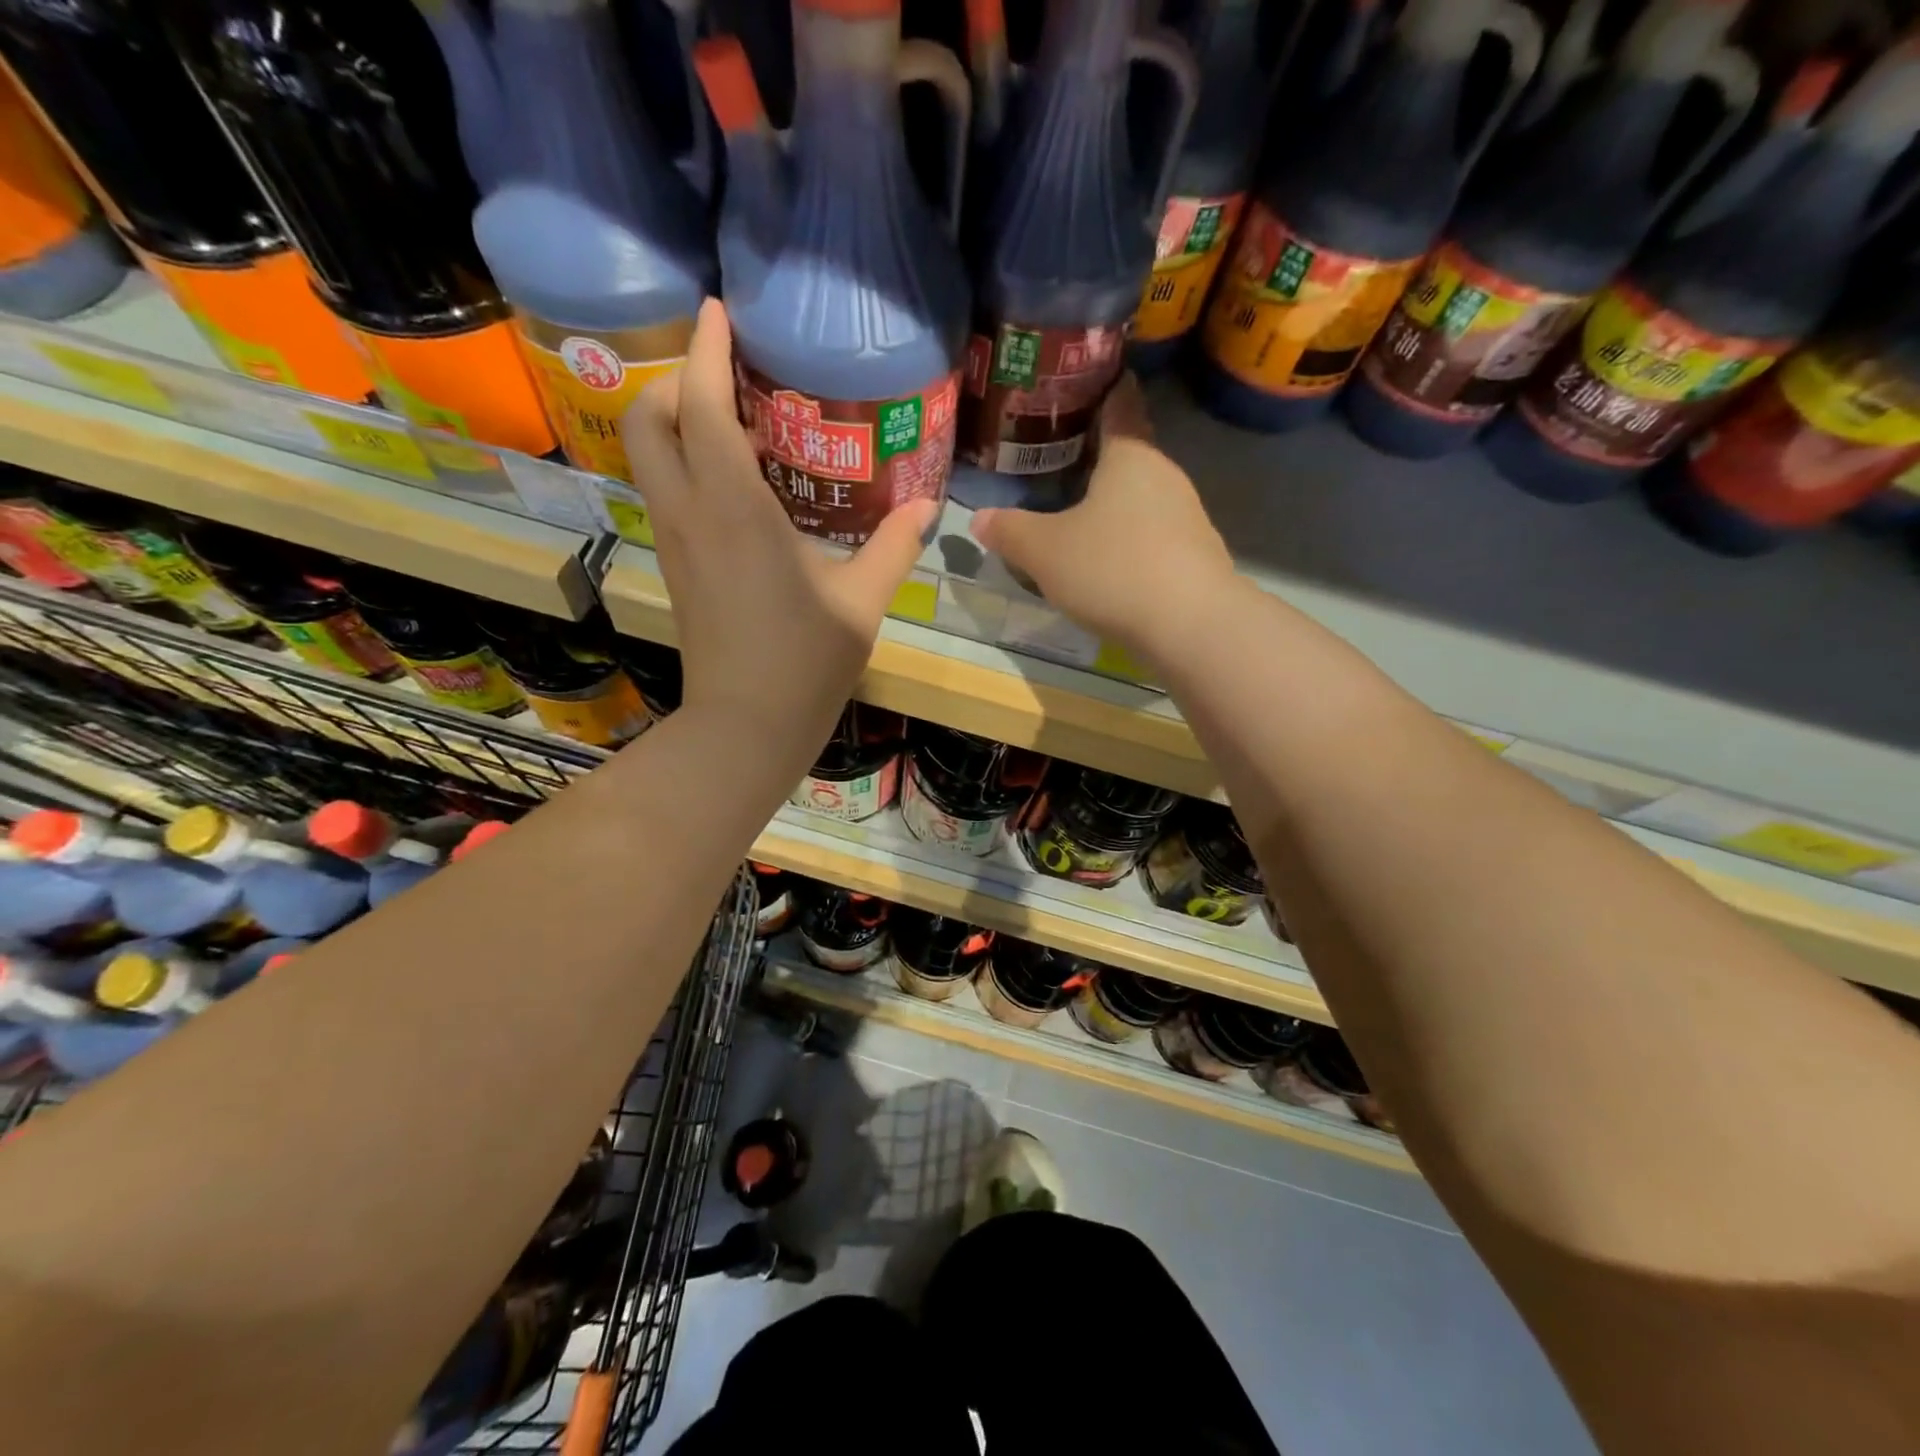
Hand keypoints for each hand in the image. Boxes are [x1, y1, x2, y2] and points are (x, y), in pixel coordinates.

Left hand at [621, 299, 935, 769]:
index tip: (716, 310)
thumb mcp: (861, 602)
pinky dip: (682, 460)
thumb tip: (927, 507)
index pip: (701, 405)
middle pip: (649, 418)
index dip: (704, 349)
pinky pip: (665, 489)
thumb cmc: (805, 662)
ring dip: (672, 419)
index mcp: (734, 508)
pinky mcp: (677, 565)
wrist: (745, 725)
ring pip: (648, 455)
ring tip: (726, 414)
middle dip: (673, 379)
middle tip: (722, 372)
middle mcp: (691, 512)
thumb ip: (892, 547)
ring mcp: (675, 541)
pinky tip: (730, 477)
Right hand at [970, 378, 1237, 664]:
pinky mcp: (1195, 555)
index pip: (1119, 403)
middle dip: (1097, 454)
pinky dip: (1131, 537)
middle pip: (1130, 453)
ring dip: (1114, 501)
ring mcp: (1187, 515)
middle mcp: (1165, 474)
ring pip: (1142, 496)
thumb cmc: (1112, 568)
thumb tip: (978, 519)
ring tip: (1076, 511)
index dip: (1101, 388)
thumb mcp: (1044, 551)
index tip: (1080, 384)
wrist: (1190, 626)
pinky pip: (1154, 533)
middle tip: (1056, 458)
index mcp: (1130, 454)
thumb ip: (1010, 532)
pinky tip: (1108, 560)